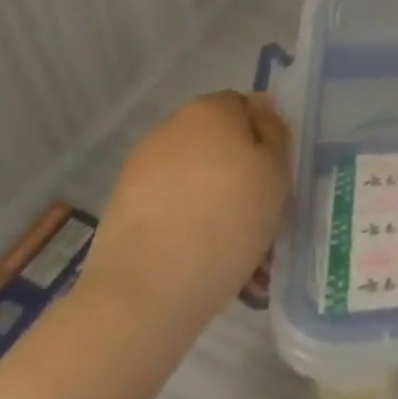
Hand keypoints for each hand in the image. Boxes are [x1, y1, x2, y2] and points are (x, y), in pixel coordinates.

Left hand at [79, 92, 290, 342]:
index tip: (274, 175)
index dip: (264, 138)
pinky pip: (168, 208)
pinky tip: (199, 261)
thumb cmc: (228, 219)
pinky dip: (184, 225)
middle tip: (257, 212)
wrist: (146, 291)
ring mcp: (140, 169)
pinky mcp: (120, 210)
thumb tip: (260, 111)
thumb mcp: (277, 171)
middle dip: (236, 171)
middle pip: (217, 142)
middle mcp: (171, 128)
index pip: (246, 107)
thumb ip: (274, 133)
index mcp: (211, 109)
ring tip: (230, 247)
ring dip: (211, 200)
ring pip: (193, 178)